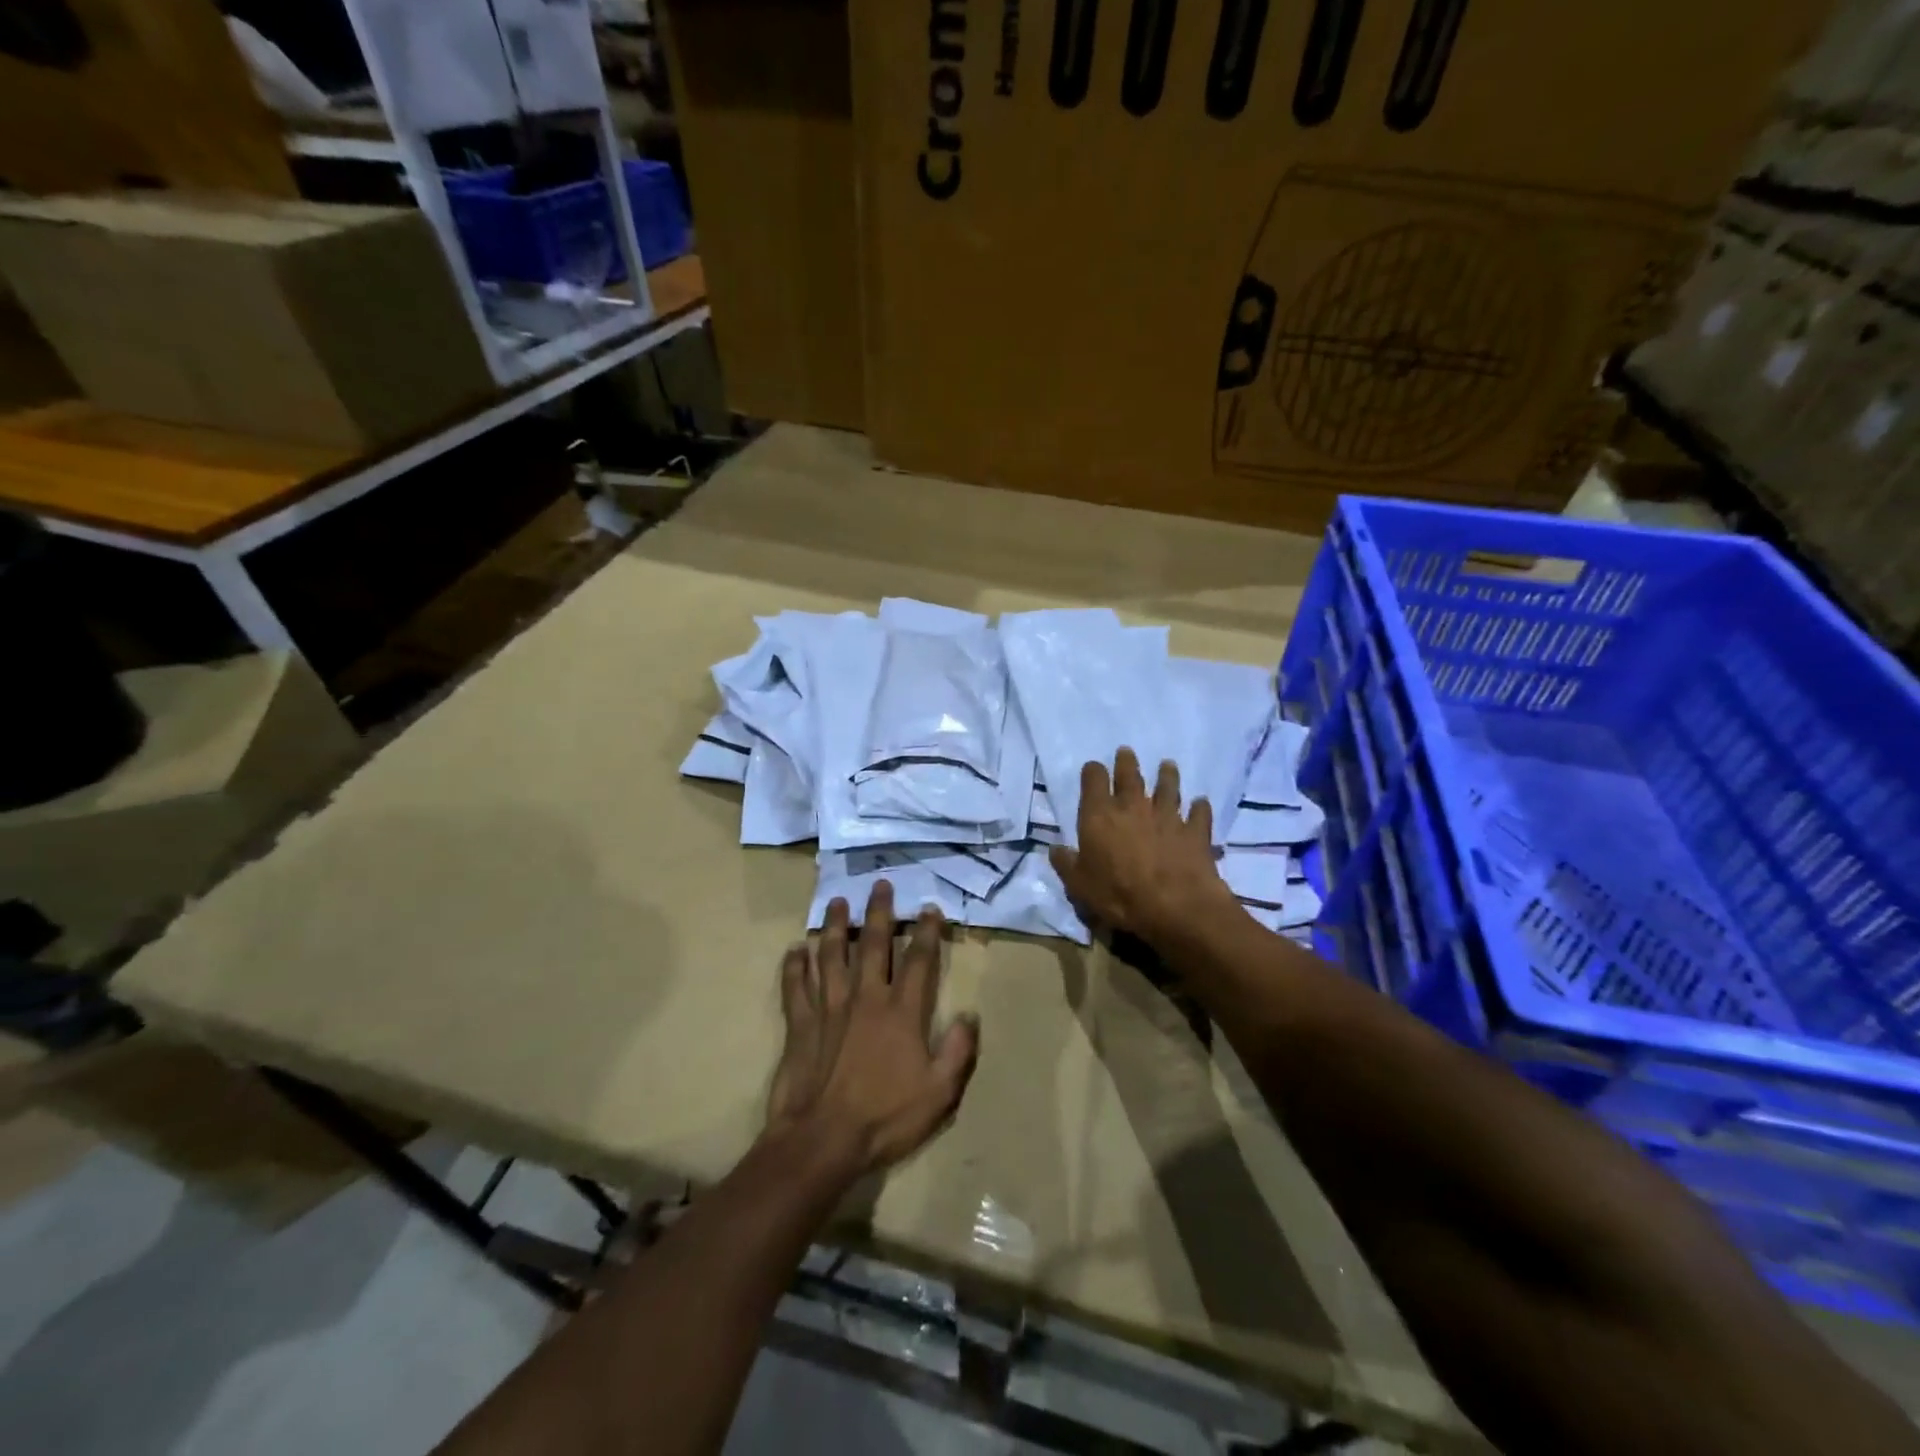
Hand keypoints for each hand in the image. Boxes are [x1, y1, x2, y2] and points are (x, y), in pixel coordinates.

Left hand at [765, 882, 979, 1177]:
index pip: (918, 960)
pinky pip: (795, 987)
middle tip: (880, 884)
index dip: (926, 932)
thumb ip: (957, 1052)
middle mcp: (865, 998)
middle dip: (878, 912)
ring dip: (833, 926)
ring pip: (830, 955)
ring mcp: (828, 1008)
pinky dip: (793, 966)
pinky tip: (794, 950)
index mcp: (901, 1012)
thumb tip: (969, 1016)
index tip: (929, 908)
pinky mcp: (799, 1024)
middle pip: (872, 945)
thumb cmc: (885, 1117)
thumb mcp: (939, 1093)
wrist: (823, 1140)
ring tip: (837, 902)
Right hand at [1050, 749, 1233, 942]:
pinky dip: (1199, 807)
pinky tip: (1200, 803)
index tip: (1093, 770)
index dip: (1092, 772)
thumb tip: (1055, 849)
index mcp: (1100, 815)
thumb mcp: (1079, 885)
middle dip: (1126, 762)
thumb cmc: (1118, 895)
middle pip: (1130, 775)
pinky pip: (1199, 813)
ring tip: (1167, 765)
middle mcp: (1133, 806)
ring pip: (1168, 786)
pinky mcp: (1195, 831)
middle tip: (1126, 752)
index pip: (1093, 779)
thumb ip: (1066, 863)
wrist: (1175, 906)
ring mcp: (1167, 815)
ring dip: (1167, 774)